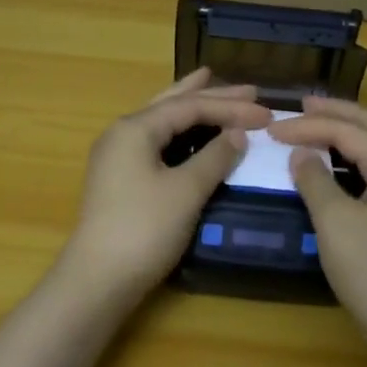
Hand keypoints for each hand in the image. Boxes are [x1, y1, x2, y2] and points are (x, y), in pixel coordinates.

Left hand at [58, 68, 270, 309]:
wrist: (99, 279)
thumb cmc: (144, 229)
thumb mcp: (186, 191)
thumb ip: (214, 157)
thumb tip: (237, 134)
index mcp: (135, 128)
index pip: (190, 107)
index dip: (231, 108)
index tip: (267, 113)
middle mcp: (122, 134)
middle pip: (172, 105)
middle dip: (210, 95)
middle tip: (247, 88)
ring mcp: (117, 157)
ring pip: (161, 122)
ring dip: (191, 109)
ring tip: (212, 90)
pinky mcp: (120, 179)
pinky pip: (156, 143)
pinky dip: (180, 134)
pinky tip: (192, 135)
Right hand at [268, 98, 366, 344]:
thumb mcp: (335, 223)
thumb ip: (315, 180)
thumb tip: (302, 154)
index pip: (348, 131)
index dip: (308, 126)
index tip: (272, 130)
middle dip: (337, 113)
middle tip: (302, 105)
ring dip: (351, 133)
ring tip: (319, 127)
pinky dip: (360, 158)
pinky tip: (342, 166)